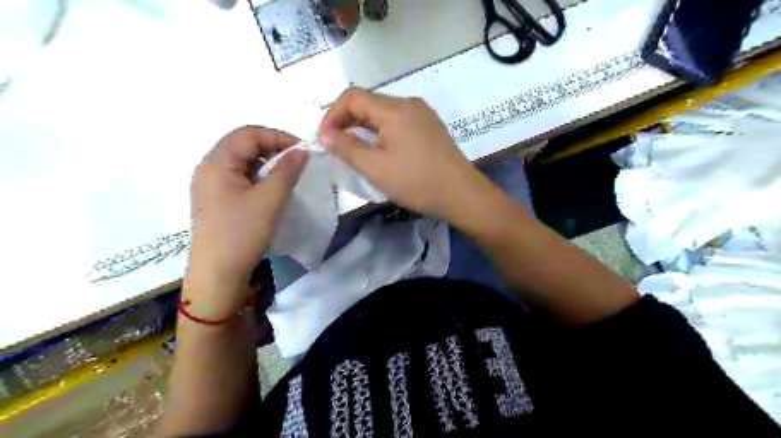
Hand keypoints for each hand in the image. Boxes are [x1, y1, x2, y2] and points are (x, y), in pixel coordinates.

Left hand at [186, 125, 305, 316]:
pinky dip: (258, 177)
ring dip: (266, 163)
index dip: (278, 137)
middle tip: (296, 162)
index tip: (302, 151)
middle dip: (273, 148)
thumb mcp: (269, 200)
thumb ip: (287, 171)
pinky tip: (271, 191)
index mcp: (216, 163)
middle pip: (242, 145)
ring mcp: (210, 185)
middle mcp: (209, 168)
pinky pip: (239, 178)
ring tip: (287, 176)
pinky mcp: (216, 200)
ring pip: (242, 162)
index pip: (248, 134)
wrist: (217, 275)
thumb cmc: (242, 234)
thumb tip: (303, 151)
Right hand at [317, 87, 493, 220]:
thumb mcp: (375, 168)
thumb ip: (347, 148)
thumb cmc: (417, 182)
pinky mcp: (430, 127)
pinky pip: (398, 122)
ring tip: (355, 150)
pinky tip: (381, 150)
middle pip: (369, 102)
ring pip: (383, 113)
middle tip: (336, 146)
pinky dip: (382, 132)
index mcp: (395, 109)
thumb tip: (325, 135)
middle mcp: (409, 103)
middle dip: (347, 121)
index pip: (352, 97)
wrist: (462, 194)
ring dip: (364, 127)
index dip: (332, 115)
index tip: (324, 140)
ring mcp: (423, 114)